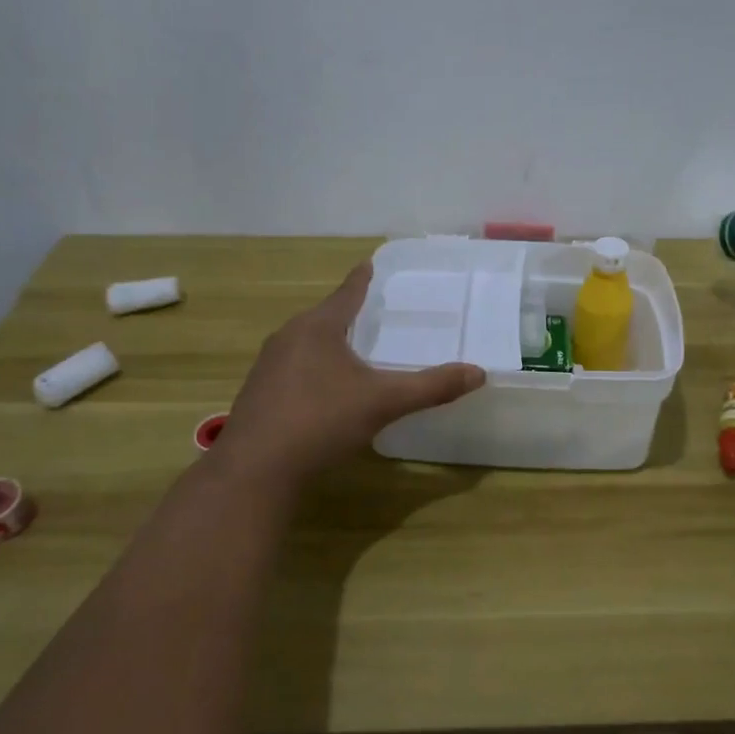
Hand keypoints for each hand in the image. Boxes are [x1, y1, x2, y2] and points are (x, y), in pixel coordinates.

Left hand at [213, 264, 485, 483]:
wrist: (256, 469)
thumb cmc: (321, 421)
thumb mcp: (383, 402)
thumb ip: (431, 387)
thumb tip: (478, 373)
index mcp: (317, 327)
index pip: (347, 293)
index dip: (362, 279)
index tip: (369, 263)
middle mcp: (288, 337)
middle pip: (324, 317)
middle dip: (347, 313)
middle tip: (372, 311)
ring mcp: (268, 366)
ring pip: (306, 344)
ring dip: (329, 344)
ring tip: (352, 350)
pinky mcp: (259, 394)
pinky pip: (293, 369)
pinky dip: (314, 370)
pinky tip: (324, 391)